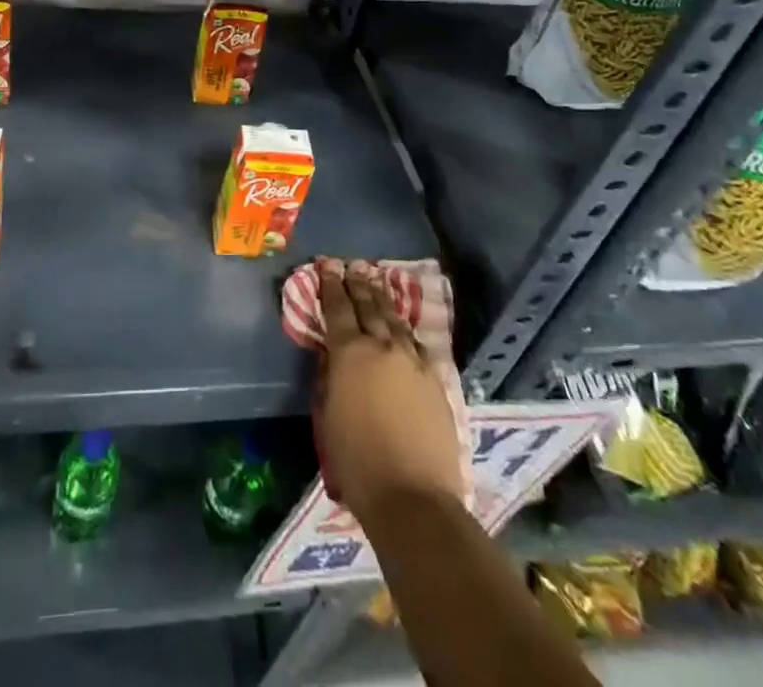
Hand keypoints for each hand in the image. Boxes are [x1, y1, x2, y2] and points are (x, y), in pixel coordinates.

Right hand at [315, 259, 461, 522]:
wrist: (413, 497)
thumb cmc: (356, 460)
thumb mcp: (327, 414)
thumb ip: (329, 376)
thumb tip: (333, 356)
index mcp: (350, 352)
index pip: (338, 307)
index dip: (330, 284)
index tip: (327, 265)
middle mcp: (383, 346)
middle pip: (369, 305)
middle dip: (358, 283)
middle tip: (351, 266)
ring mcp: (413, 361)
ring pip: (396, 319)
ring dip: (383, 299)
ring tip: (376, 283)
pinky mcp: (436, 380)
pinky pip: (417, 343)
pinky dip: (405, 329)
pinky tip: (403, 327)